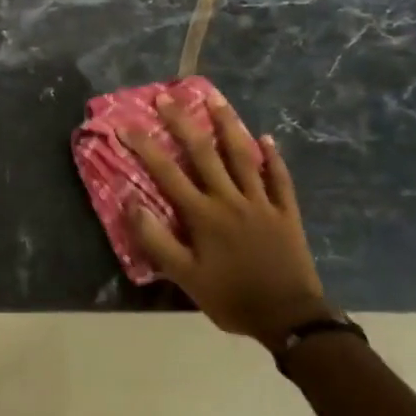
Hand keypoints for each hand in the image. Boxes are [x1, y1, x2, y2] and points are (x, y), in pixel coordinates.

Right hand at [122, 89, 332, 349]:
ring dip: (228, 125)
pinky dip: (273, 157)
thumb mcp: (185, 277)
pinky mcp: (286, 212)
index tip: (126, 124)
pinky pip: (279, 179)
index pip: (167, 173)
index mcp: (203, 215)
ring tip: (215, 98)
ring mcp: (262, 203)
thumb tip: (132, 204)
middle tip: (167, 96)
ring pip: (243, 156)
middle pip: (203, 153)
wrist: (290, 319)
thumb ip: (157, 240)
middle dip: (182, 122)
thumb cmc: (231, 298)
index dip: (145, 147)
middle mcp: (230, 199)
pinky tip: (267, 138)